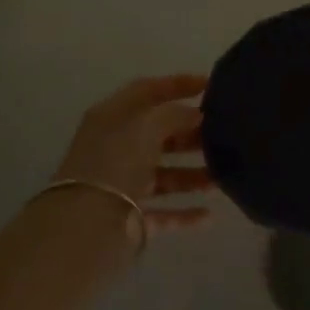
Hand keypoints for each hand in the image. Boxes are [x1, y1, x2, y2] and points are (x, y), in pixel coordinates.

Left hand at [51, 75, 215, 246]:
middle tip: (222, 134)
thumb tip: (195, 115)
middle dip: (190, 134)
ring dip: (192, 175)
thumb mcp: (146, 126)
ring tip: (221, 176)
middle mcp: (115, 148)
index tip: (209, 84)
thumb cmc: (116, 162)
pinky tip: (208, 215)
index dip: (177, 84)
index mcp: (112, 118)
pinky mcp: (129, 219)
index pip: (147, 91)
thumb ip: (175, 115)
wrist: (87, 225)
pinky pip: (163, 213)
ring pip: (163, 176)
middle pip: (158, 135)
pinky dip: (184, 214)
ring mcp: (122, 185)